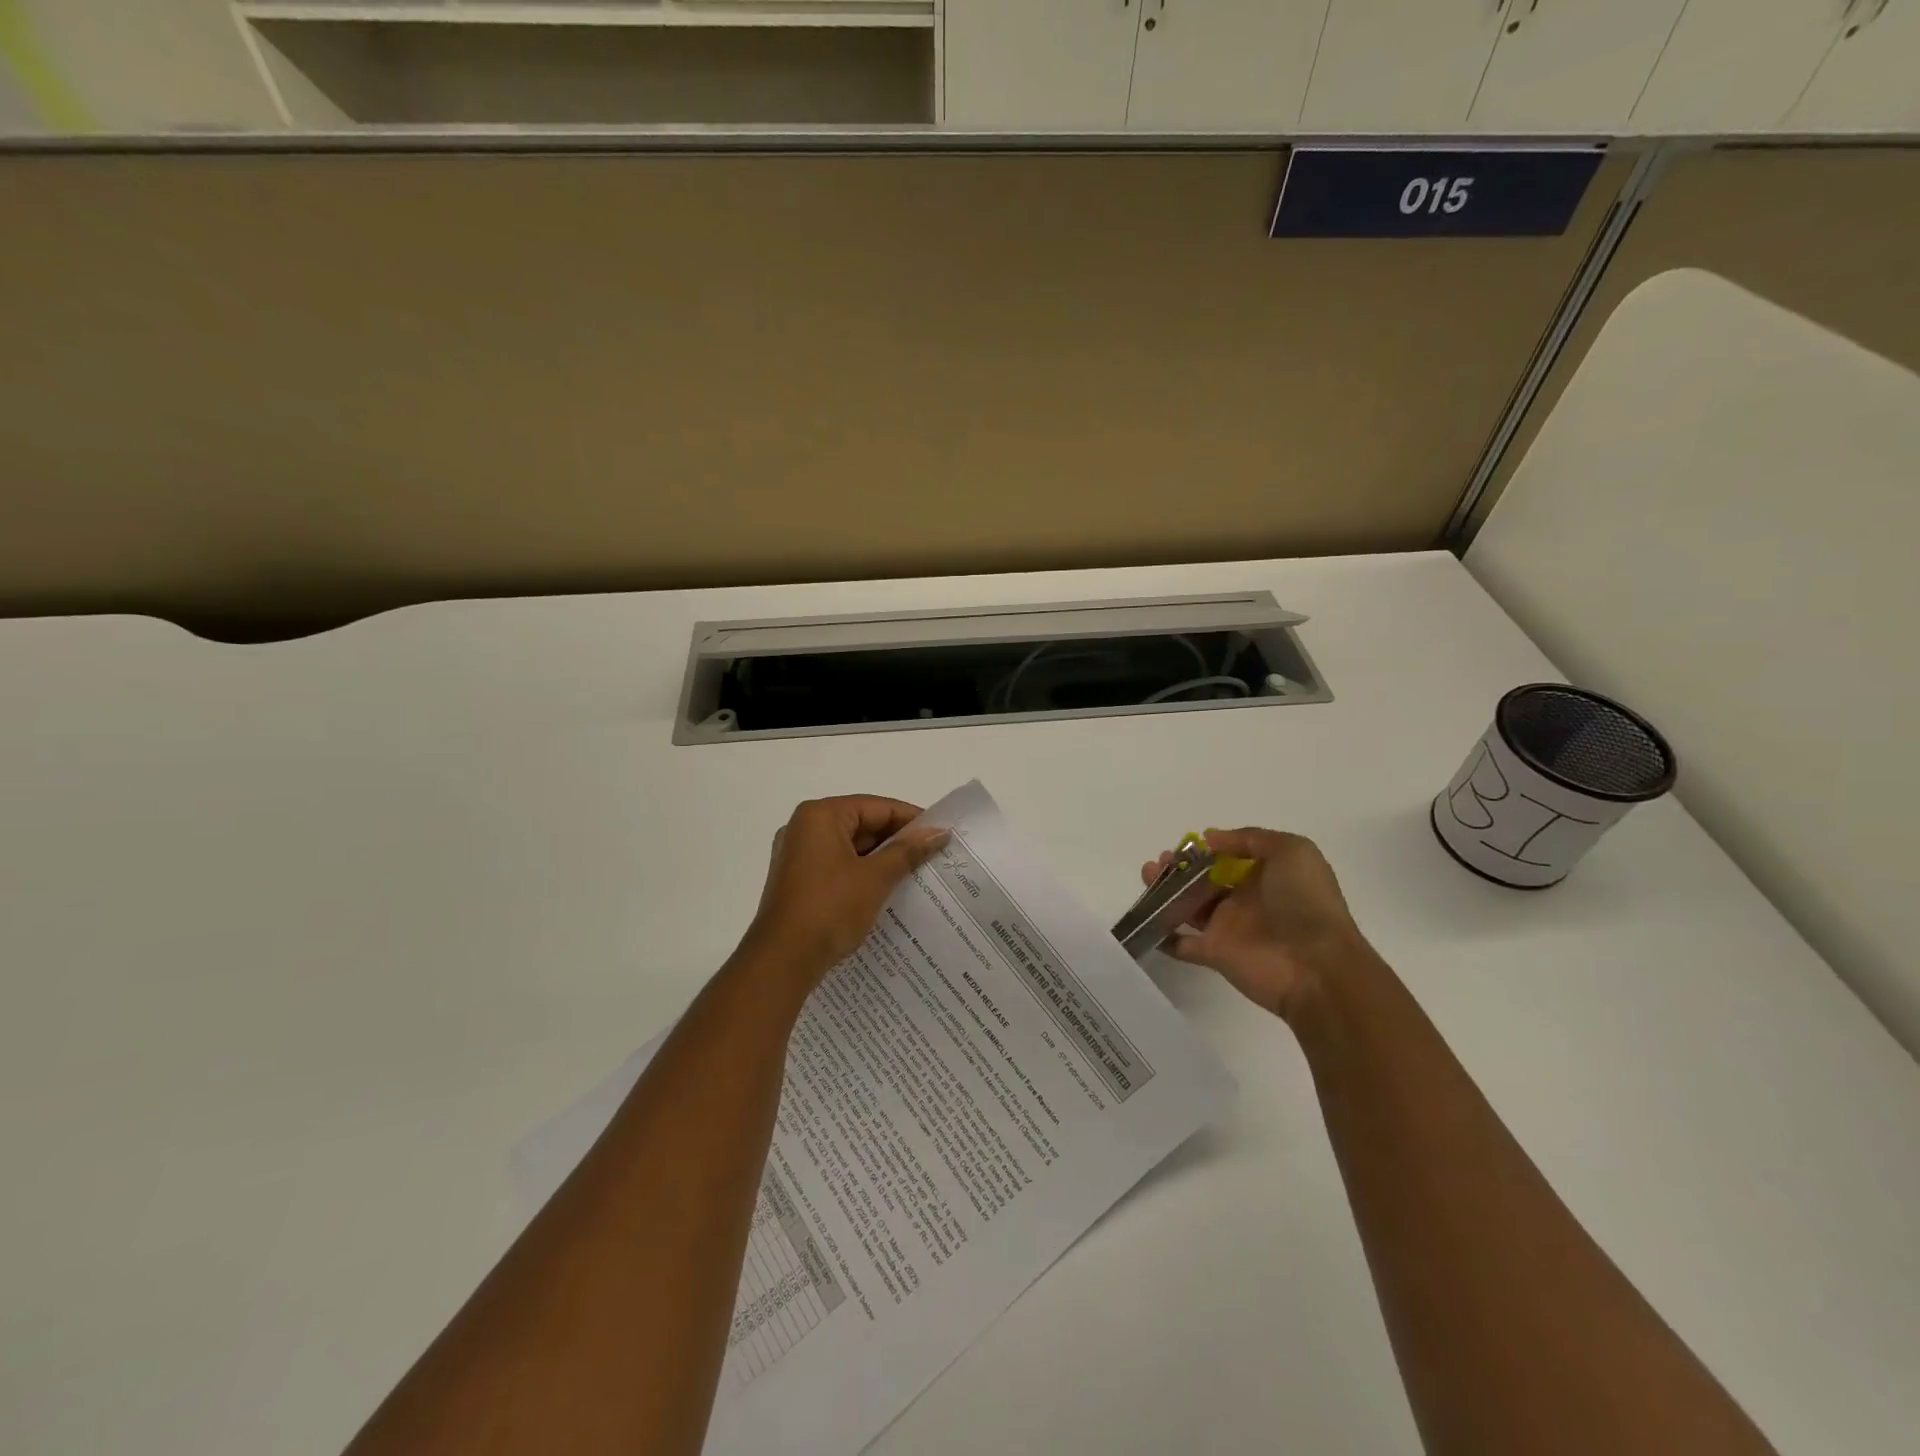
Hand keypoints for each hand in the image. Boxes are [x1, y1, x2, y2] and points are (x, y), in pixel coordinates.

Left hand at [742, 796, 948, 987]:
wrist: (782, 961)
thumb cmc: (830, 909)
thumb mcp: (875, 878)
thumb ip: (908, 851)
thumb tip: (939, 832)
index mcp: (820, 816)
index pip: (877, 807)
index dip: (912, 819)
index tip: (941, 834)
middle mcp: (804, 828)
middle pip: (862, 824)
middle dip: (897, 841)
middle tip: (933, 855)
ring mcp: (797, 855)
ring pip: (850, 847)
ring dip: (881, 859)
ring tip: (917, 873)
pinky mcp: (797, 880)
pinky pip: (837, 866)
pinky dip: (862, 874)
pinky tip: (888, 890)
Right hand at [1140, 828, 1370, 1019]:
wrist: (1316, 966)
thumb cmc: (1306, 902)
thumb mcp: (1291, 851)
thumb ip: (1250, 838)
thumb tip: (1210, 839)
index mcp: (1265, 876)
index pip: (1228, 859)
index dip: (1205, 851)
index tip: (1186, 845)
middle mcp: (1245, 900)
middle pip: (1203, 881)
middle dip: (1178, 869)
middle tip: (1160, 862)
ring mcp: (1228, 928)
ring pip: (1188, 907)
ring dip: (1165, 892)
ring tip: (1148, 876)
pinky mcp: (1214, 954)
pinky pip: (1182, 944)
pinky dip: (1163, 935)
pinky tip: (1145, 920)